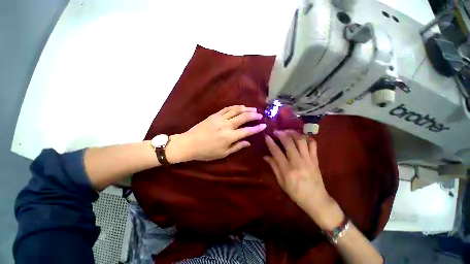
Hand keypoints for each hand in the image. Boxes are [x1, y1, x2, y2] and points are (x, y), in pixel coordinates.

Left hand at [166, 105, 265, 162]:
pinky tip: (240, 107)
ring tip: (253, 109)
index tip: (264, 125)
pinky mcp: (214, 115)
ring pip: (235, 111)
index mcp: (229, 137)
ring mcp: (220, 119)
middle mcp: (226, 126)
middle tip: (260, 115)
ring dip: (245, 109)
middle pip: (243, 117)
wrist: (189, 144)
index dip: (256, 128)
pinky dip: (235, 107)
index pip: (247, 131)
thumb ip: (237, 147)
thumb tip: (248, 142)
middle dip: (253, 115)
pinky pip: (226, 109)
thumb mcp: (223, 153)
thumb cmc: (206, 152)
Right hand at [264, 130, 343, 229]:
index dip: (270, 143)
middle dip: (281, 134)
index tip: (266, 136)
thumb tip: (266, 156)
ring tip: (287, 131)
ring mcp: (308, 159)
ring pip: (301, 140)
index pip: (277, 152)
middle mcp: (298, 162)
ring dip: (293, 133)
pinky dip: (307, 138)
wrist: (317, 200)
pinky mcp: (316, 159)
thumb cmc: (296, 193)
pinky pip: (313, 144)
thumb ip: (274, 167)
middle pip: (289, 142)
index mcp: (287, 170)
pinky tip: (301, 136)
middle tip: (276, 131)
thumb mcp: (281, 182)